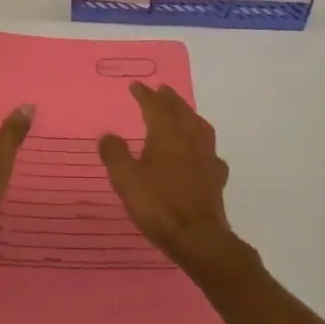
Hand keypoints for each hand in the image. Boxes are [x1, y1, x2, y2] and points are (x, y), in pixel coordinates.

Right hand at [99, 83, 243, 277]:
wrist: (197, 237)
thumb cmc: (158, 204)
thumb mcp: (126, 179)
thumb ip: (115, 154)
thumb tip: (108, 135)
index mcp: (167, 134)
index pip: (155, 106)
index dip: (145, 95)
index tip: (136, 86)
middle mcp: (190, 138)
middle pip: (180, 111)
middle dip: (169, 99)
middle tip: (161, 90)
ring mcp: (207, 157)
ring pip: (200, 127)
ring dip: (189, 115)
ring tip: (182, 113)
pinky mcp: (216, 178)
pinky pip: (210, 153)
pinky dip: (203, 146)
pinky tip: (200, 153)